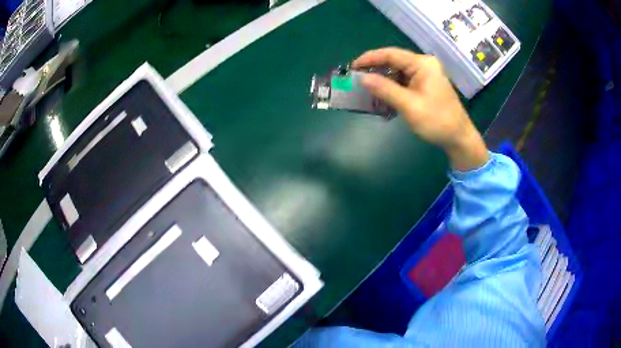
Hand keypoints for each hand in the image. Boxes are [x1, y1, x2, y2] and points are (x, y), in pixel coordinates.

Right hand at [353, 48, 488, 170]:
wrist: (459, 138)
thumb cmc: (437, 121)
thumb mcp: (409, 106)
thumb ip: (385, 89)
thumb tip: (362, 78)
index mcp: (423, 64)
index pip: (391, 54)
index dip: (370, 58)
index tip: (353, 66)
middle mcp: (424, 64)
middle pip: (394, 61)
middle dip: (375, 69)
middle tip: (357, 78)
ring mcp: (426, 74)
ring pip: (398, 71)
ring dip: (383, 79)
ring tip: (366, 87)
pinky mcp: (426, 84)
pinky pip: (404, 81)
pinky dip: (392, 86)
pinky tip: (382, 94)